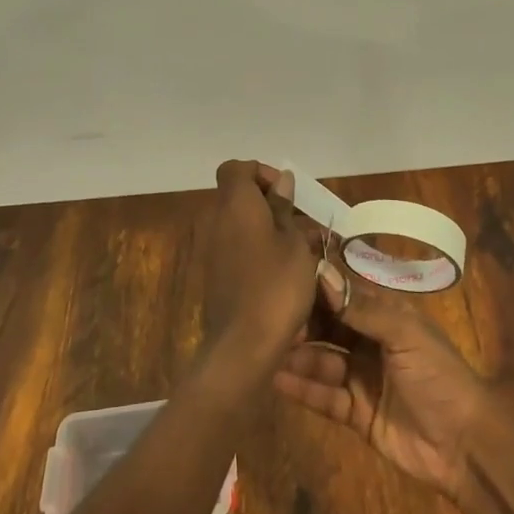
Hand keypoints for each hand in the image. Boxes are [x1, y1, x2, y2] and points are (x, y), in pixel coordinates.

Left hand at [199, 160, 321, 366]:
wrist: (243, 345)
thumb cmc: (276, 285)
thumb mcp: (294, 243)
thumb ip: (284, 208)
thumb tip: (282, 181)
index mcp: (235, 204)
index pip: (236, 168)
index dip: (260, 173)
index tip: (287, 194)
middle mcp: (217, 220)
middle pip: (238, 195)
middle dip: (269, 203)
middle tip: (300, 224)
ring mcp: (212, 249)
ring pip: (240, 223)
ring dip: (266, 228)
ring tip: (300, 249)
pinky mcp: (214, 274)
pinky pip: (236, 247)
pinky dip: (257, 249)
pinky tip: (283, 270)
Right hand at [273, 266, 491, 497]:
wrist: (465, 445)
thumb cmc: (439, 375)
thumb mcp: (404, 333)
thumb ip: (361, 307)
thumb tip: (321, 273)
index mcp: (386, 315)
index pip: (343, 294)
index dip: (316, 289)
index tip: (283, 282)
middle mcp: (369, 341)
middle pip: (328, 327)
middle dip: (302, 324)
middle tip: (269, 322)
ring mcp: (361, 377)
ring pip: (322, 360)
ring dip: (298, 356)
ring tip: (267, 350)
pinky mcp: (355, 413)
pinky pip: (324, 396)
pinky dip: (303, 388)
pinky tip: (277, 380)